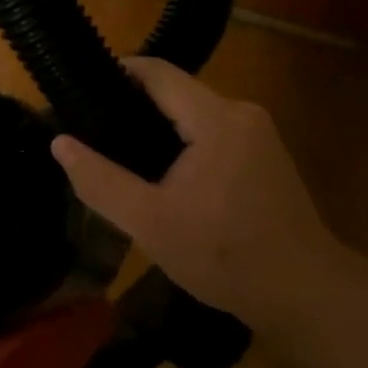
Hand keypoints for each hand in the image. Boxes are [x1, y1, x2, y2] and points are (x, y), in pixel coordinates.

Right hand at [50, 57, 343, 329]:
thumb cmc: (225, 257)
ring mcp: (258, 133)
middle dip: (133, 105)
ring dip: (158, 126)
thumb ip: (101, 181)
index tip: (81, 91)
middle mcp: (241, 112)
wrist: (306, 296)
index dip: (117, 73)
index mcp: (216, 118)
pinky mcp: (265, 154)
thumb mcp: (150, 223)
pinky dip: (183, 141)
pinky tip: (164, 173)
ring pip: (194, 112)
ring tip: (120, 153)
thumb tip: (61, 143)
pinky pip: (212, 131)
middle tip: (94, 131)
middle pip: (175, 91)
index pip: (157, 72)